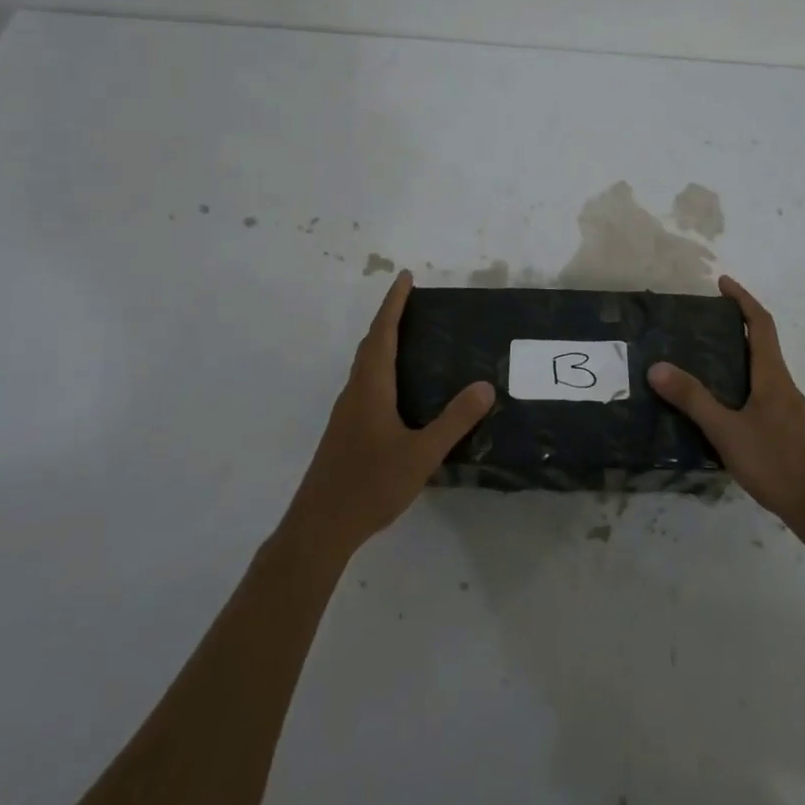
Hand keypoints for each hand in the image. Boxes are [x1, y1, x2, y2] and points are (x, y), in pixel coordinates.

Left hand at [282, 271, 493, 562]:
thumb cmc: (369, 484)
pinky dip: (381, 368)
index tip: (405, 277)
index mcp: (371, 388)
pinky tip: (398, 390)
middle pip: (371, 344)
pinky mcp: (345, 432)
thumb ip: (454, 421)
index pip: (383, 333)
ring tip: (410, 338)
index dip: (394, 303)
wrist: (320, 527)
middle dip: (390, 318)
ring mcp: (346, 413)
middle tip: (413, 302)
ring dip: (383, 343)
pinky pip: (365, 384)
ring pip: (366, 365)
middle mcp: (355, 392)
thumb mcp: (421, 454)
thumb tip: (485, 385)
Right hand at [649, 275, 804, 544]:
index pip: (761, 325)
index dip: (743, 300)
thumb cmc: (777, 463)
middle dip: (737, 326)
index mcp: (772, 376)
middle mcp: (784, 386)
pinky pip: (764, 393)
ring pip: (763, 371)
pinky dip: (743, 384)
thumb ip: (693, 400)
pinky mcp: (790, 431)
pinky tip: (724, 407)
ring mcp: (790, 410)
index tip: (723, 283)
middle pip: (763, 344)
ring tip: (705, 361)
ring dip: (740, 356)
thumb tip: (657, 367)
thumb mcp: (727, 431)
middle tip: (703, 323)